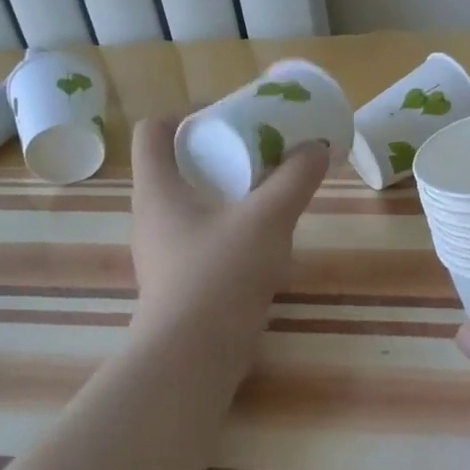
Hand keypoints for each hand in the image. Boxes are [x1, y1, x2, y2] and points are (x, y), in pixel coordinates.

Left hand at [128, 116, 326, 339]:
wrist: (194, 355)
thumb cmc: (221, 273)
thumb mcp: (268, 218)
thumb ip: (295, 179)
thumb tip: (317, 147)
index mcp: (158, 189)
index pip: (153, 132)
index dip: (185, 114)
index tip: (226, 116)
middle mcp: (151, 215)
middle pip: (176, 165)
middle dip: (217, 151)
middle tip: (258, 149)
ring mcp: (162, 251)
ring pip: (191, 203)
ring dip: (225, 190)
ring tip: (266, 190)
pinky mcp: (178, 279)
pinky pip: (201, 236)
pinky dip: (228, 225)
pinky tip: (262, 238)